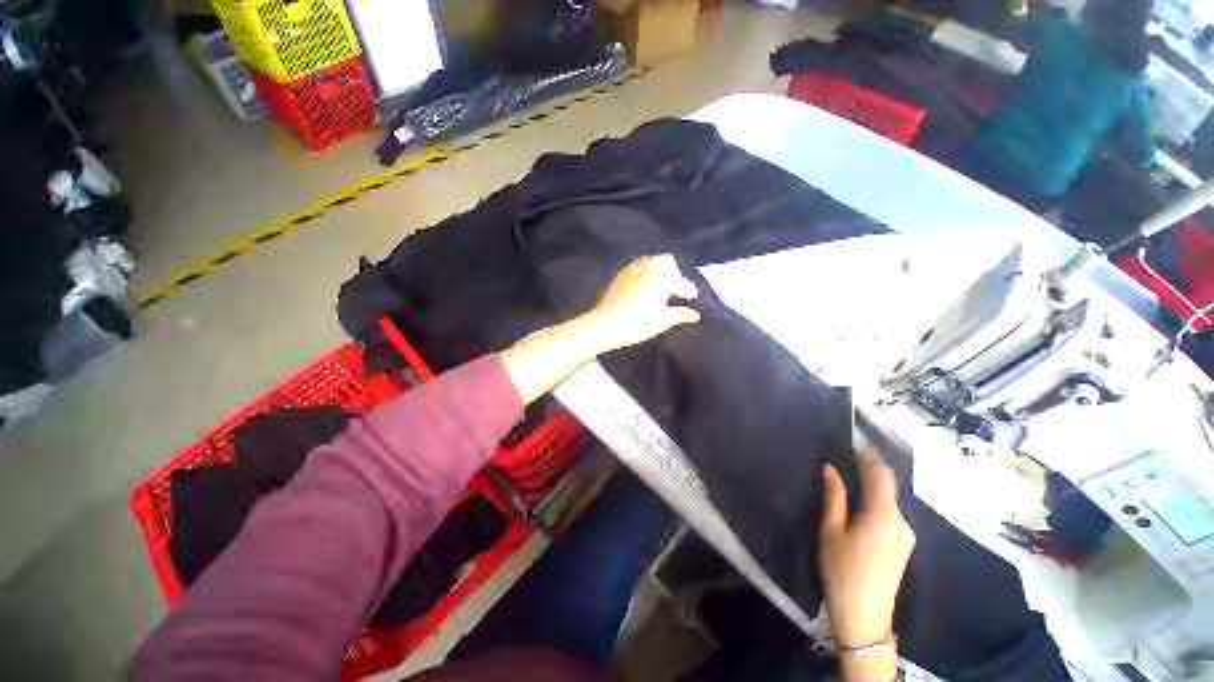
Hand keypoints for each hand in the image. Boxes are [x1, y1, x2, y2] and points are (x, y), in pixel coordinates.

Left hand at [587, 254, 700, 352]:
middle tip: (676, 290)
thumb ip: (681, 314)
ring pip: (651, 261)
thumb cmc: (638, 323)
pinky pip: (637, 267)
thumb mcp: (663, 321)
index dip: (687, 288)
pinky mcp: (620, 275)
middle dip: (674, 273)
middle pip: (666, 262)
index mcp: (661, 276)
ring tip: (662, 287)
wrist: (605, 325)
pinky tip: (644, 287)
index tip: (691, 297)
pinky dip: (646, 273)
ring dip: (659, 271)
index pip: (679, 279)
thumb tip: (695, 315)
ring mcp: (631, 269)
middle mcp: (647, 266)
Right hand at [819, 450, 915, 649]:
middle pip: (887, 487)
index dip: (867, 457)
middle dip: (869, 471)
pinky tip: (860, 508)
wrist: (864, 615)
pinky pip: (891, 515)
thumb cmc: (842, 569)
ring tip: (849, 483)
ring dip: (872, 488)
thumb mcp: (830, 529)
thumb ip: (833, 496)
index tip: (851, 446)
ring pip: (889, 502)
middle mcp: (901, 522)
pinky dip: (876, 503)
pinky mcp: (903, 546)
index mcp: (882, 515)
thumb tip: (830, 468)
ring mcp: (906, 536)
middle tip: (845, 462)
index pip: (880, 475)